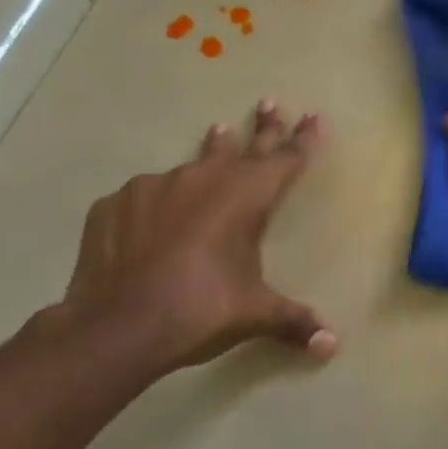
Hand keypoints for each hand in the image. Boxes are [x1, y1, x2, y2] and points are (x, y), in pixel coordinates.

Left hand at [55, 101, 335, 377]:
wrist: (115, 327)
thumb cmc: (201, 310)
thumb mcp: (254, 315)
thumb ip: (294, 322)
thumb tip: (332, 346)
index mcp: (248, 196)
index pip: (286, 159)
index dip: (304, 139)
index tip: (314, 117)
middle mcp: (206, 179)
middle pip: (244, 145)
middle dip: (263, 126)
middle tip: (269, 102)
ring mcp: (157, 186)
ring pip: (193, 164)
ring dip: (211, 153)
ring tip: (218, 133)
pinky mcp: (116, 203)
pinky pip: (146, 195)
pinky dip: (158, 201)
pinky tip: (152, 218)